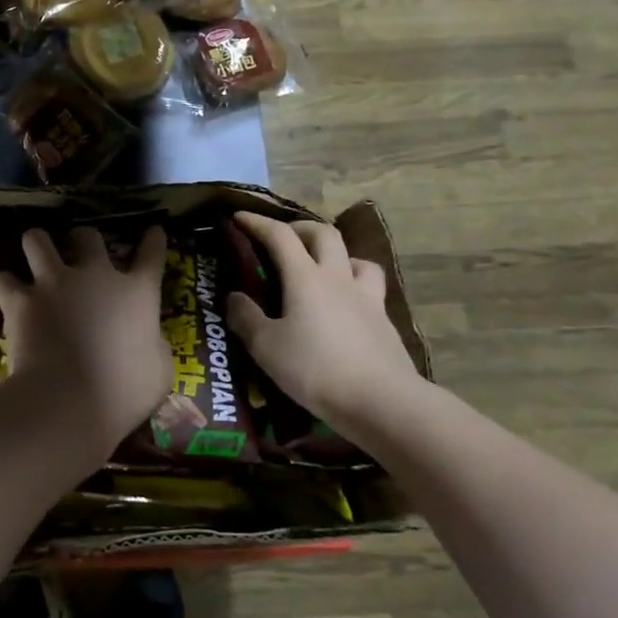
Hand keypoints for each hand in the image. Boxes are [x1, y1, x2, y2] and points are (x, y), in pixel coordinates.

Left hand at [0, 225, 172, 461]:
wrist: (69, 400)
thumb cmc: (124, 392)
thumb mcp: (159, 370)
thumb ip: (155, 346)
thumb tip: (151, 340)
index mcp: (137, 292)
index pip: (151, 255)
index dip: (153, 241)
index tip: (153, 231)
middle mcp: (95, 276)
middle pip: (88, 236)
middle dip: (83, 239)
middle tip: (78, 252)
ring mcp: (54, 283)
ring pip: (37, 240)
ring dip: (37, 245)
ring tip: (35, 253)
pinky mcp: (21, 300)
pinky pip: (4, 280)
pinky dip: (5, 286)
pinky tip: (7, 294)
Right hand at [226, 212, 424, 426]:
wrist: (381, 400)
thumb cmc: (316, 369)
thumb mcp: (267, 347)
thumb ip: (246, 318)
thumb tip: (233, 296)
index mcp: (305, 278)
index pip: (280, 236)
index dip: (258, 223)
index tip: (239, 217)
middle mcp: (337, 277)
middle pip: (323, 234)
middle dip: (299, 228)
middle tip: (282, 239)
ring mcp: (366, 297)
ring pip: (355, 257)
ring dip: (335, 253)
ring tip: (321, 268)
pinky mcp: (384, 320)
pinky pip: (370, 286)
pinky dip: (354, 282)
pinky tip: (346, 302)